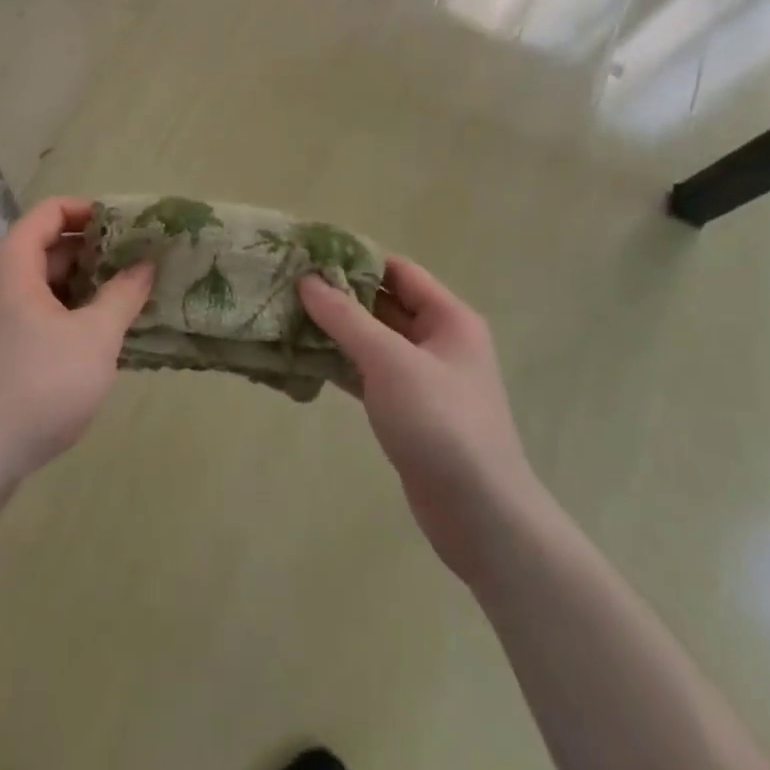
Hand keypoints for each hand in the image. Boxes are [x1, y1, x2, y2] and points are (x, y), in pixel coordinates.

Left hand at [0, 197, 153, 488]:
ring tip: (127, 301)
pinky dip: (66, 314)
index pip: (52, 210)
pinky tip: (97, 339)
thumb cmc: (36, 387)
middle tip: (138, 265)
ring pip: (43, 284)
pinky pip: (34, 314)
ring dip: (84, 286)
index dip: (91, 210)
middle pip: (48, 246)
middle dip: (95, 252)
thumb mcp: (94, 338)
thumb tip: (146, 263)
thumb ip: (124, 294)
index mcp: (14, 263)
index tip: (128, 227)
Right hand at [300, 258, 536, 589]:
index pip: (398, 271)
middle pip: (384, 304)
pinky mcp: (409, 411)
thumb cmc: (441, 423)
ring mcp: (425, 379)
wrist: (481, 516)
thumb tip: (308, 279)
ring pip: (374, 341)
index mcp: (449, 318)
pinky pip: (370, 374)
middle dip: (341, 295)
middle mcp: (439, 341)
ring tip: (288, 316)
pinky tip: (305, 360)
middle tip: (290, 284)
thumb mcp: (390, 361)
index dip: (357, 258)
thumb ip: (346, 318)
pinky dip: (341, 364)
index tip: (310, 253)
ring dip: (336, 331)